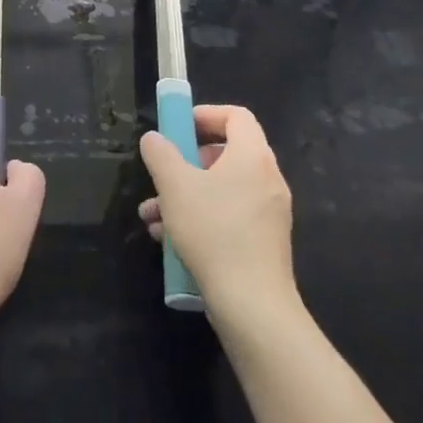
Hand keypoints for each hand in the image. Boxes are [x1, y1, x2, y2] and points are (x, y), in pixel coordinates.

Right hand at [138, 104, 296, 325]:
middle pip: (226, 153)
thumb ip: (160, 154)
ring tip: (153, 216)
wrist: (253, 308)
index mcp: (253, 157)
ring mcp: (269, 214)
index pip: (236, 116)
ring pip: (223, 190)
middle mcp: (268, 179)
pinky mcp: (264, 244)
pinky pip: (230, 216)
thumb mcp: (175, 187)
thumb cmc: (214, 233)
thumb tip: (154, 139)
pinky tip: (169, 241)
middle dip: (187, 162)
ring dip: (186, 195)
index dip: (206, 114)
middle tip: (164, 174)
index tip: (178, 126)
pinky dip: (202, 218)